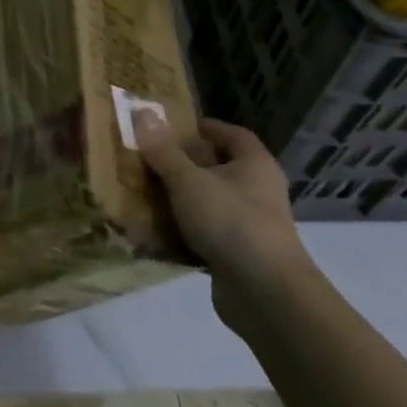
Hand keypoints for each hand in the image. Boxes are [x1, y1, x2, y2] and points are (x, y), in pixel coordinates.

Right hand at [134, 112, 307, 333]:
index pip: (232, 134)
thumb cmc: (231, 222)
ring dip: (179, 201)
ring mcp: (250, 226)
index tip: (171, 128)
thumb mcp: (189, 181)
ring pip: (208, 204)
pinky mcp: (237, 256)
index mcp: (255, 165)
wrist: (265, 294)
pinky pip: (204, 236)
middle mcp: (257, 191)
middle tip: (148, 160)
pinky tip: (151, 236)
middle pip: (217, 169)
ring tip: (142, 195)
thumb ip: (164, 151)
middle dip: (183, 165)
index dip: (204, 128)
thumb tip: (143, 113)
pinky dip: (181, 234)